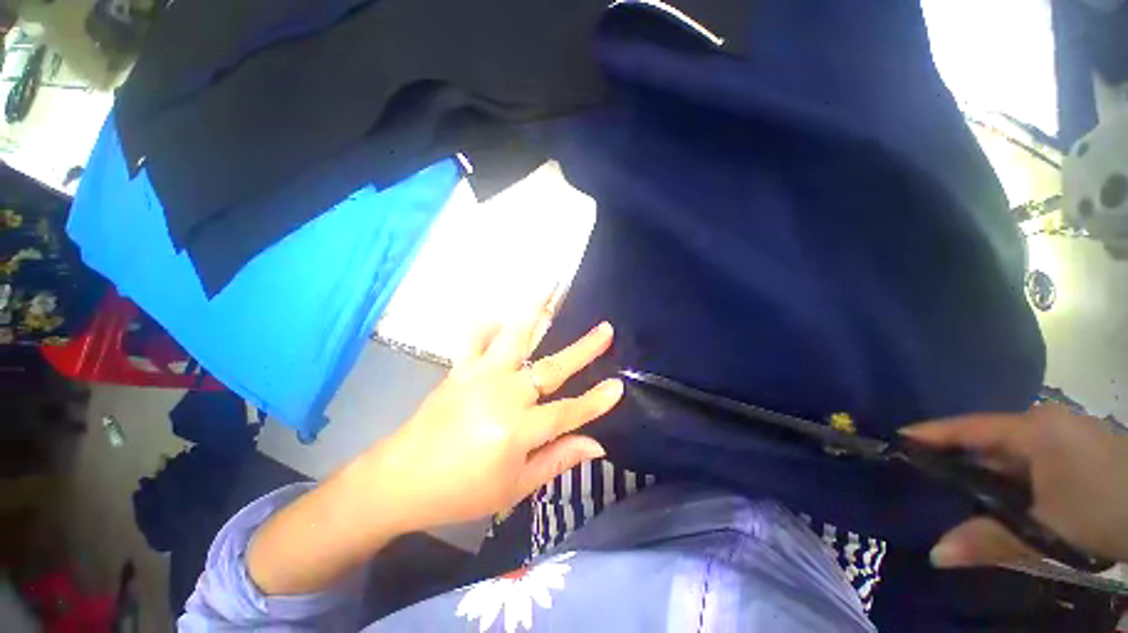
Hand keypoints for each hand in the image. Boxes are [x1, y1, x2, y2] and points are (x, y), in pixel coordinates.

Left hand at [368, 311, 623, 532]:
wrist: (401, 480)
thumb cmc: (461, 492)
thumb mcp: (514, 488)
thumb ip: (557, 460)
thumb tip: (596, 444)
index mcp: (516, 431)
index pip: (567, 411)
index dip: (595, 400)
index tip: (618, 386)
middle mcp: (501, 396)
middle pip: (550, 368)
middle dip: (582, 348)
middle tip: (605, 329)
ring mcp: (479, 377)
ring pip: (513, 338)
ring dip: (534, 312)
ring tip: (550, 289)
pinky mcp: (459, 370)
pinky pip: (473, 338)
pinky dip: (487, 324)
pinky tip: (499, 316)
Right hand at [903, 404, 1127, 567]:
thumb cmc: (1104, 508)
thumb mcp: (1049, 530)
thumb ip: (991, 540)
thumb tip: (936, 554)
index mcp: (1033, 429)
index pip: (967, 427)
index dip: (929, 434)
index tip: (894, 440)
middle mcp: (1043, 425)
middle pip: (985, 440)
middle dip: (951, 457)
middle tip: (915, 472)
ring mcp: (1062, 439)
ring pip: (1006, 455)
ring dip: (980, 473)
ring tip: (947, 489)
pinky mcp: (1074, 455)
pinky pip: (1026, 464)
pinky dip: (1005, 480)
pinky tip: (996, 498)